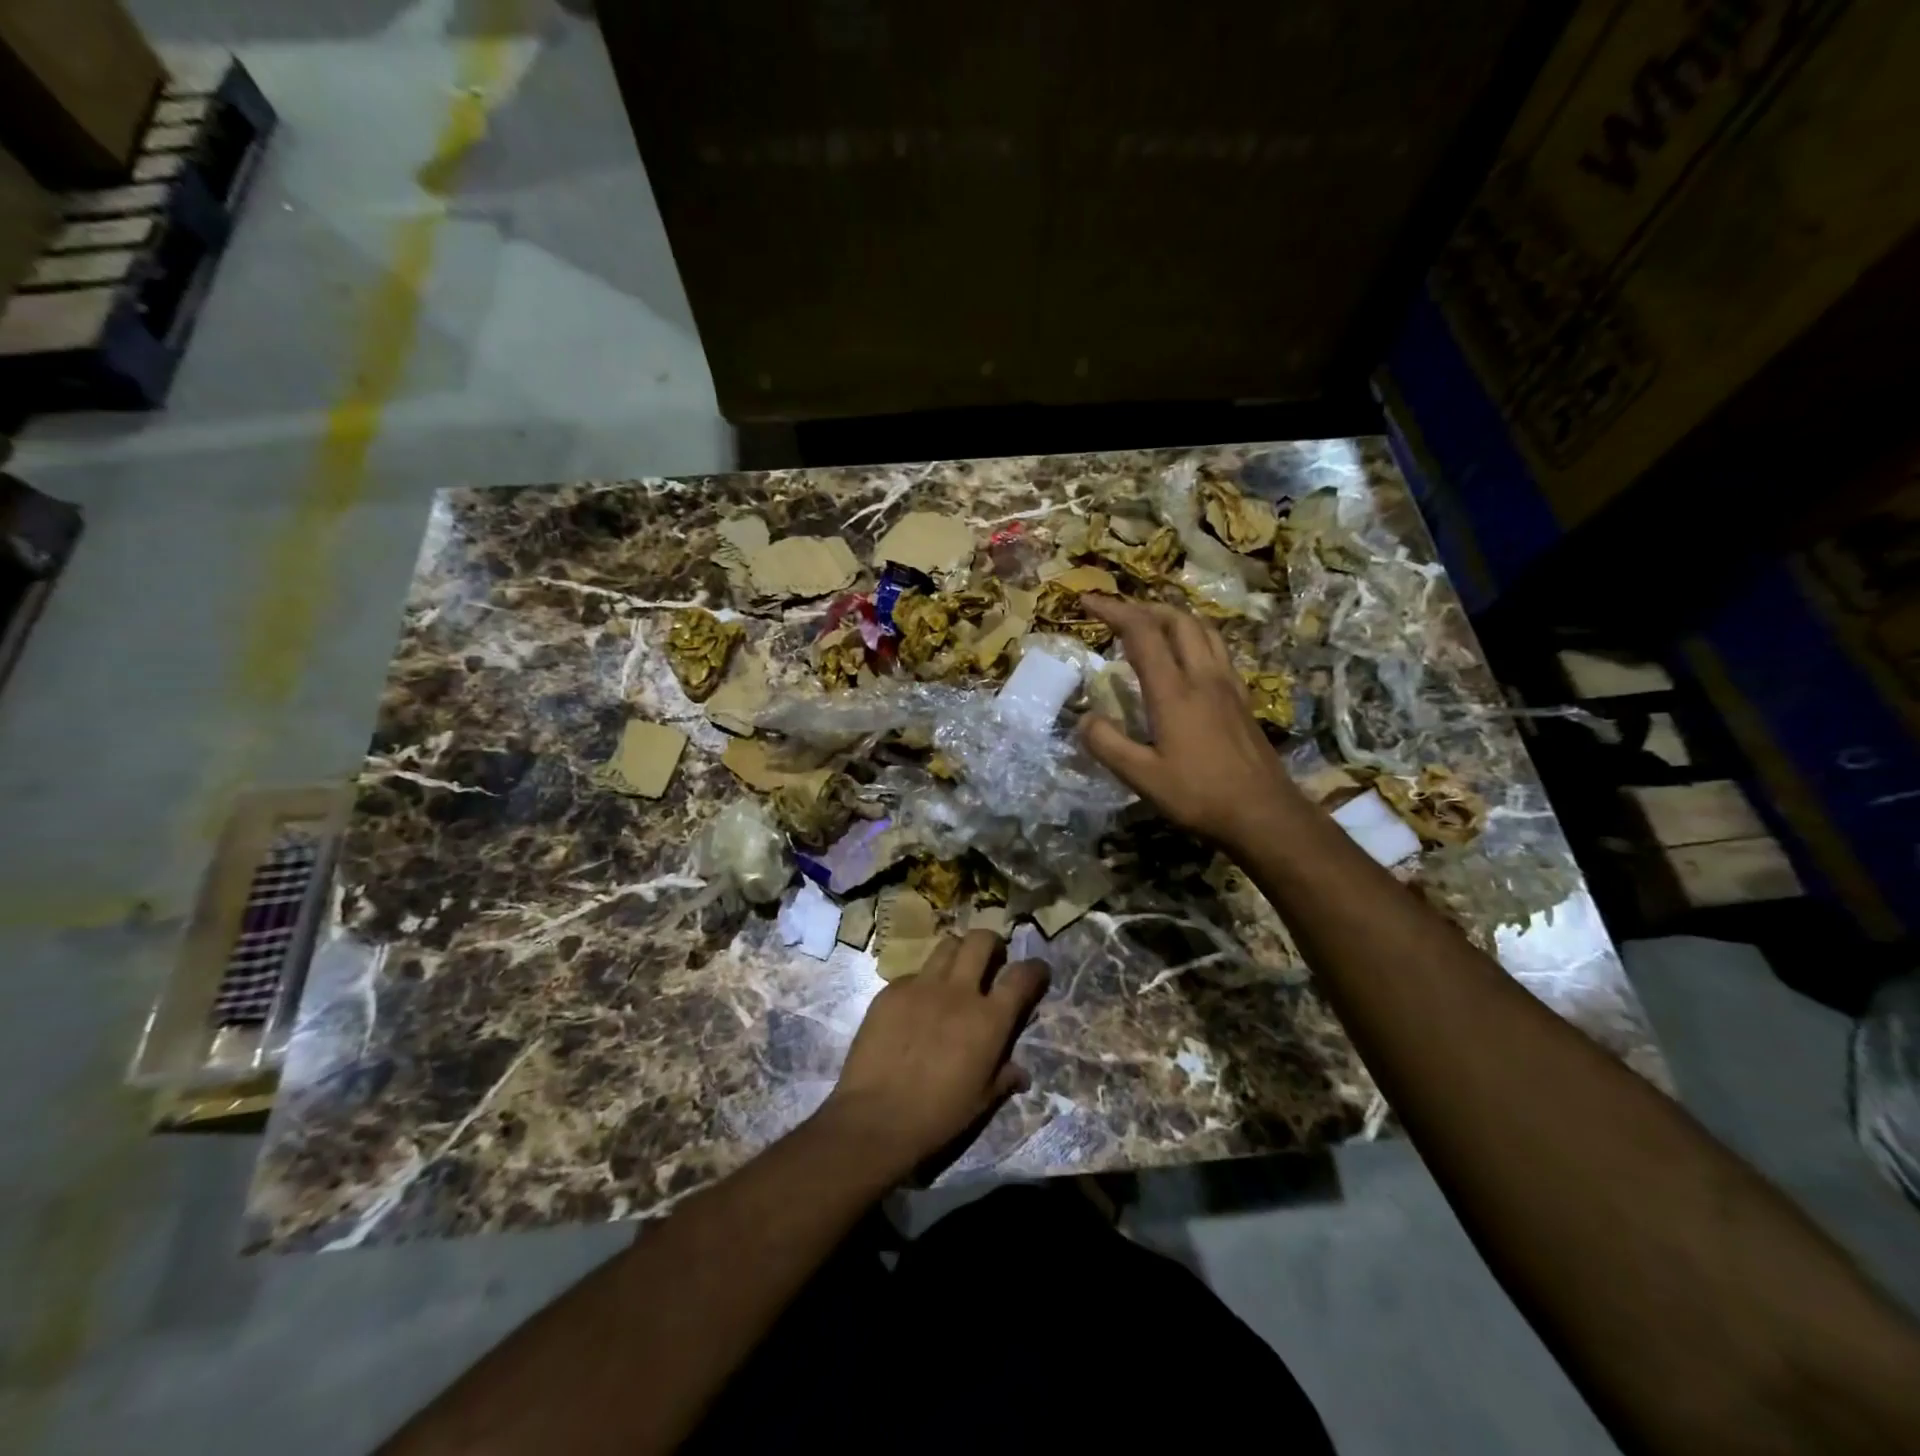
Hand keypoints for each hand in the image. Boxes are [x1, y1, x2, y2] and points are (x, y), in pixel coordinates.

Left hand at [820, 931, 1048, 1181]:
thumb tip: (1020, 1073)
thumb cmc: (938, 1117)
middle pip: (981, 941)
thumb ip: (1004, 1077)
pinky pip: (913, 974)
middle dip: (992, 943)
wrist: (875, 1119)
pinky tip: (916, 1005)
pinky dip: (923, 983)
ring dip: (958, 954)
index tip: (1037, 970)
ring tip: (955, 973)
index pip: (1022, 977)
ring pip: (946, 946)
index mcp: (989, 1020)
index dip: (1035, 969)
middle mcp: (958, 992)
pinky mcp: (890, 991)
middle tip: (991, 959)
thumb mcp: (982, 1102)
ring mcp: (921, 986)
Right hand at [1079, 593, 1300, 849]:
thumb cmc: (1200, 795)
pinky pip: (1217, 649)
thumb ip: (1108, 745)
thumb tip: (1085, 719)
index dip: (1113, 610)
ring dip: (1173, 617)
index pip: (1142, 633)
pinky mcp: (1241, 697)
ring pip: (1203, 629)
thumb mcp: (1142, 778)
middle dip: (1143, 607)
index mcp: (1174, 691)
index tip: (1088, 600)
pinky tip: (1186, 658)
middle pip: (1177, 620)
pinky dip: (1194, 637)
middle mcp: (1203, 676)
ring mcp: (1227, 684)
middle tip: (1117, 614)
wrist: (1264, 813)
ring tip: (1151, 625)